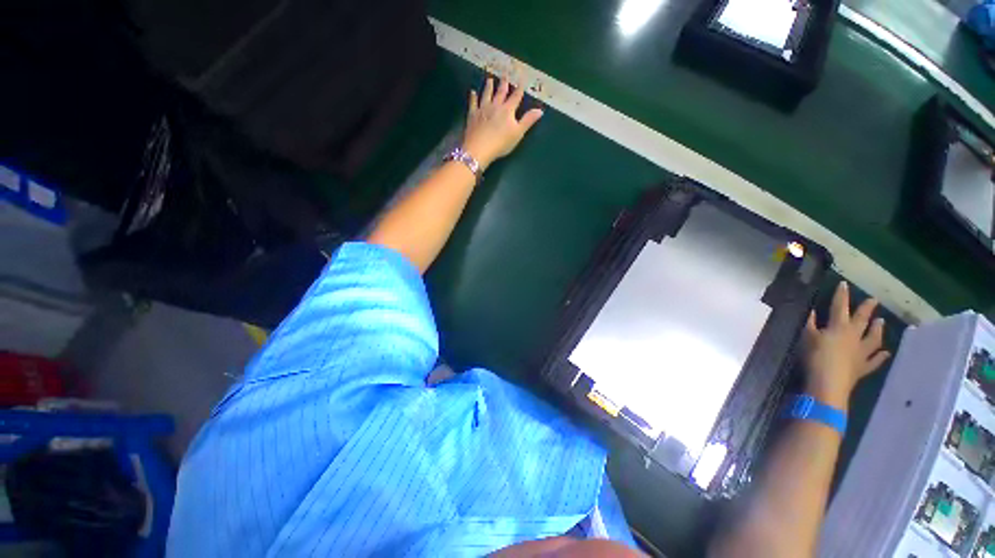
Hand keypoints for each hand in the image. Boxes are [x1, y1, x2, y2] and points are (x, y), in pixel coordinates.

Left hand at [462, 77, 543, 170]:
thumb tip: (540, 110)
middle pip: (500, 92)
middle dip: (504, 84)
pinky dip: (473, 97)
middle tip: (505, 75)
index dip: (519, 89)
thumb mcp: (518, 133)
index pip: (516, 97)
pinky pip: (473, 103)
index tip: (521, 80)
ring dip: (489, 86)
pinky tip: (472, 92)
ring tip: (490, 79)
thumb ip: (528, 121)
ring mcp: (482, 109)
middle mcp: (495, 106)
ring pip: (486, 94)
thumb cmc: (501, 143)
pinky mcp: (472, 115)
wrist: (479, 148)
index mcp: (508, 110)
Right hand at [801, 282, 890, 409]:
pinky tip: (886, 353)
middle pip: (861, 320)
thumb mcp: (807, 338)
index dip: (841, 295)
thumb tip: (811, 311)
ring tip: (882, 322)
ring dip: (877, 330)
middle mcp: (854, 336)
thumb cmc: (815, 357)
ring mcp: (861, 352)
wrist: (828, 383)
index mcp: (838, 327)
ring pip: (873, 338)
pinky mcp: (863, 367)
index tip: (845, 284)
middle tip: (874, 300)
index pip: (839, 307)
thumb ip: (810, 324)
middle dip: (866, 309)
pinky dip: (881, 356)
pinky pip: (875, 361)